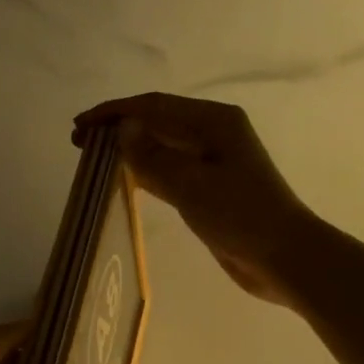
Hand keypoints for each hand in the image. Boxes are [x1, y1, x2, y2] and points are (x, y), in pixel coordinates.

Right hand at [76, 93, 319, 305]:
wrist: (283, 257)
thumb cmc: (240, 214)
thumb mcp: (191, 183)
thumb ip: (153, 155)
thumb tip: (123, 127)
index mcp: (214, 121)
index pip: (153, 107)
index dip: (114, 113)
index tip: (80, 126)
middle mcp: (213, 133)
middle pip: (157, 122)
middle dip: (118, 129)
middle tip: (80, 143)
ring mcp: (213, 161)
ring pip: (161, 147)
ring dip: (129, 150)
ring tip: (94, 159)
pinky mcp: (210, 188)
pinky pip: (169, 171)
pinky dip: (145, 172)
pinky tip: (123, 178)